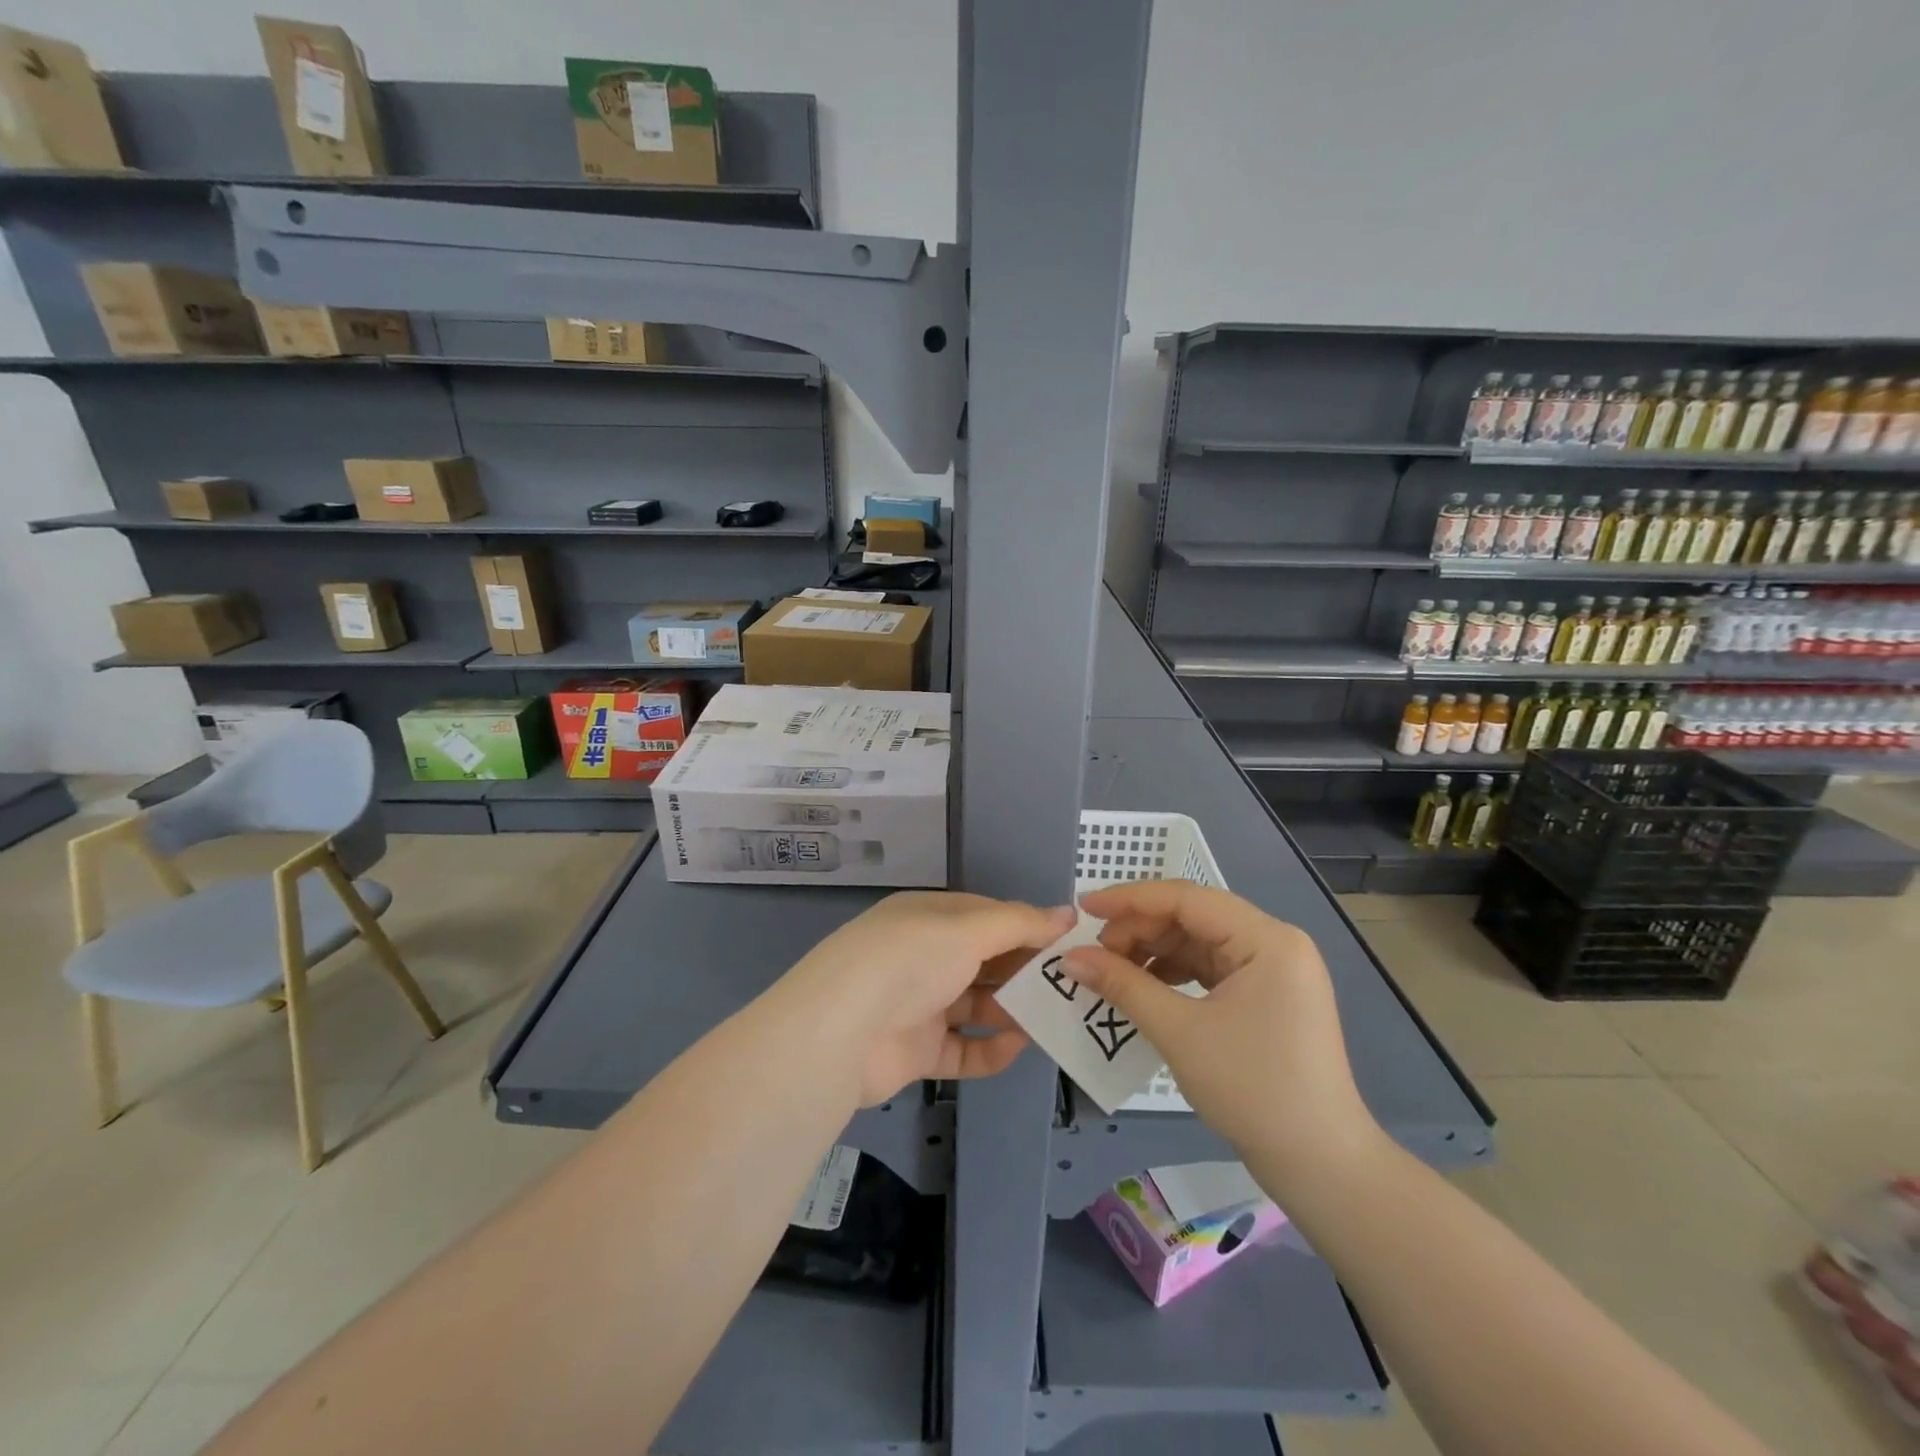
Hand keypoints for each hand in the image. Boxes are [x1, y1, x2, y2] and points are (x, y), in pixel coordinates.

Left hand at [777, 892, 1075, 1105]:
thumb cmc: (909, 961)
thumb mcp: (967, 929)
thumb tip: (1067, 913)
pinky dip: (989, 1049)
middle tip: (1072, 986)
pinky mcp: (915, 1050)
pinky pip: (962, 1048)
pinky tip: (1017, 1047)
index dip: (1028, 928)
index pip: (988, 917)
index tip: (1070, 944)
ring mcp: (918, 1004)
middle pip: (985, 961)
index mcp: (929, 917)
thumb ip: (1020, 923)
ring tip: (1054, 1019)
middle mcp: (923, 956)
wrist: (840, 1033)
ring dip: (1012, 1011)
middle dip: (1025, 972)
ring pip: (976, 1005)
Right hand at [1061, 881, 1383, 1197]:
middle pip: (1193, 917)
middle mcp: (1274, 943)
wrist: (1320, 1165)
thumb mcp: (1180, 1032)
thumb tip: (1070, 957)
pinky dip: (1174, 974)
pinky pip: (1211, 968)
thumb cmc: (1253, 1090)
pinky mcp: (1267, 996)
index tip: (1084, 908)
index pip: (1187, 898)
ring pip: (1199, 942)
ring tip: (1113, 972)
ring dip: (1154, 952)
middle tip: (1095, 953)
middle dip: (1140, 930)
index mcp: (1266, 938)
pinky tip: (1144, 989)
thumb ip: (1123, 985)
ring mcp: (1274, 971)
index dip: (1130, 900)